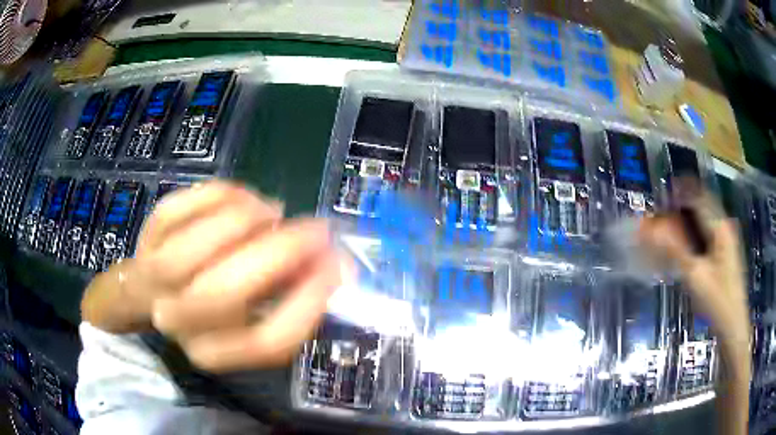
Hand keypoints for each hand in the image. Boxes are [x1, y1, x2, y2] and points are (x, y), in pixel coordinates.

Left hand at [82, 181, 349, 371]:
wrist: (153, 290)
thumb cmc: (212, 305)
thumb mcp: (253, 313)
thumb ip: (293, 293)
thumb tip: (340, 264)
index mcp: (217, 351)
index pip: (267, 342)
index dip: (308, 303)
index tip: (338, 266)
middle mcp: (181, 324)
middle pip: (225, 293)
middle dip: (281, 252)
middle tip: (315, 228)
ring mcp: (154, 279)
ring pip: (197, 246)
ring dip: (246, 220)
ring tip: (272, 212)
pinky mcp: (146, 237)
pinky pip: (181, 207)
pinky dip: (220, 195)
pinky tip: (240, 200)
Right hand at [638, 186, 750, 434]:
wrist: (733, 328)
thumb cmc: (717, 302)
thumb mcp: (695, 276)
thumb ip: (674, 250)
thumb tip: (650, 229)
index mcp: (720, 227)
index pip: (698, 197)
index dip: (679, 193)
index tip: (660, 198)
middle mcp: (724, 228)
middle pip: (700, 207)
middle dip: (680, 209)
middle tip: (660, 220)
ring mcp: (726, 242)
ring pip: (703, 222)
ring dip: (685, 224)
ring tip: (667, 234)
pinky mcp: (724, 255)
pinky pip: (706, 237)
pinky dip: (692, 238)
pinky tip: (682, 251)